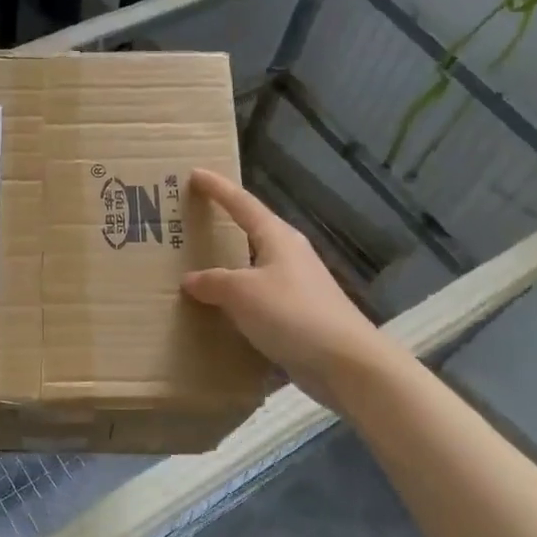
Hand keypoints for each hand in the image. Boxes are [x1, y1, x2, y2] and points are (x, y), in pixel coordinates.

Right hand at [180, 169, 391, 408]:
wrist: (345, 363)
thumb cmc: (292, 314)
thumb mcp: (242, 294)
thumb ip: (213, 282)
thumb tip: (191, 279)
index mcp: (278, 238)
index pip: (242, 203)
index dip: (218, 188)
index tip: (195, 174)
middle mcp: (289, 255)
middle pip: (252, 231)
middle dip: (224, 225)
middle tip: (192, 221)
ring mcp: (297, 286)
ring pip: (254, 267)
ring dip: (230, 267)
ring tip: (199, 269)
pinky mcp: (299, 315)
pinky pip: (259, 298)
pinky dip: (238, 300)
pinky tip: (222, 313)